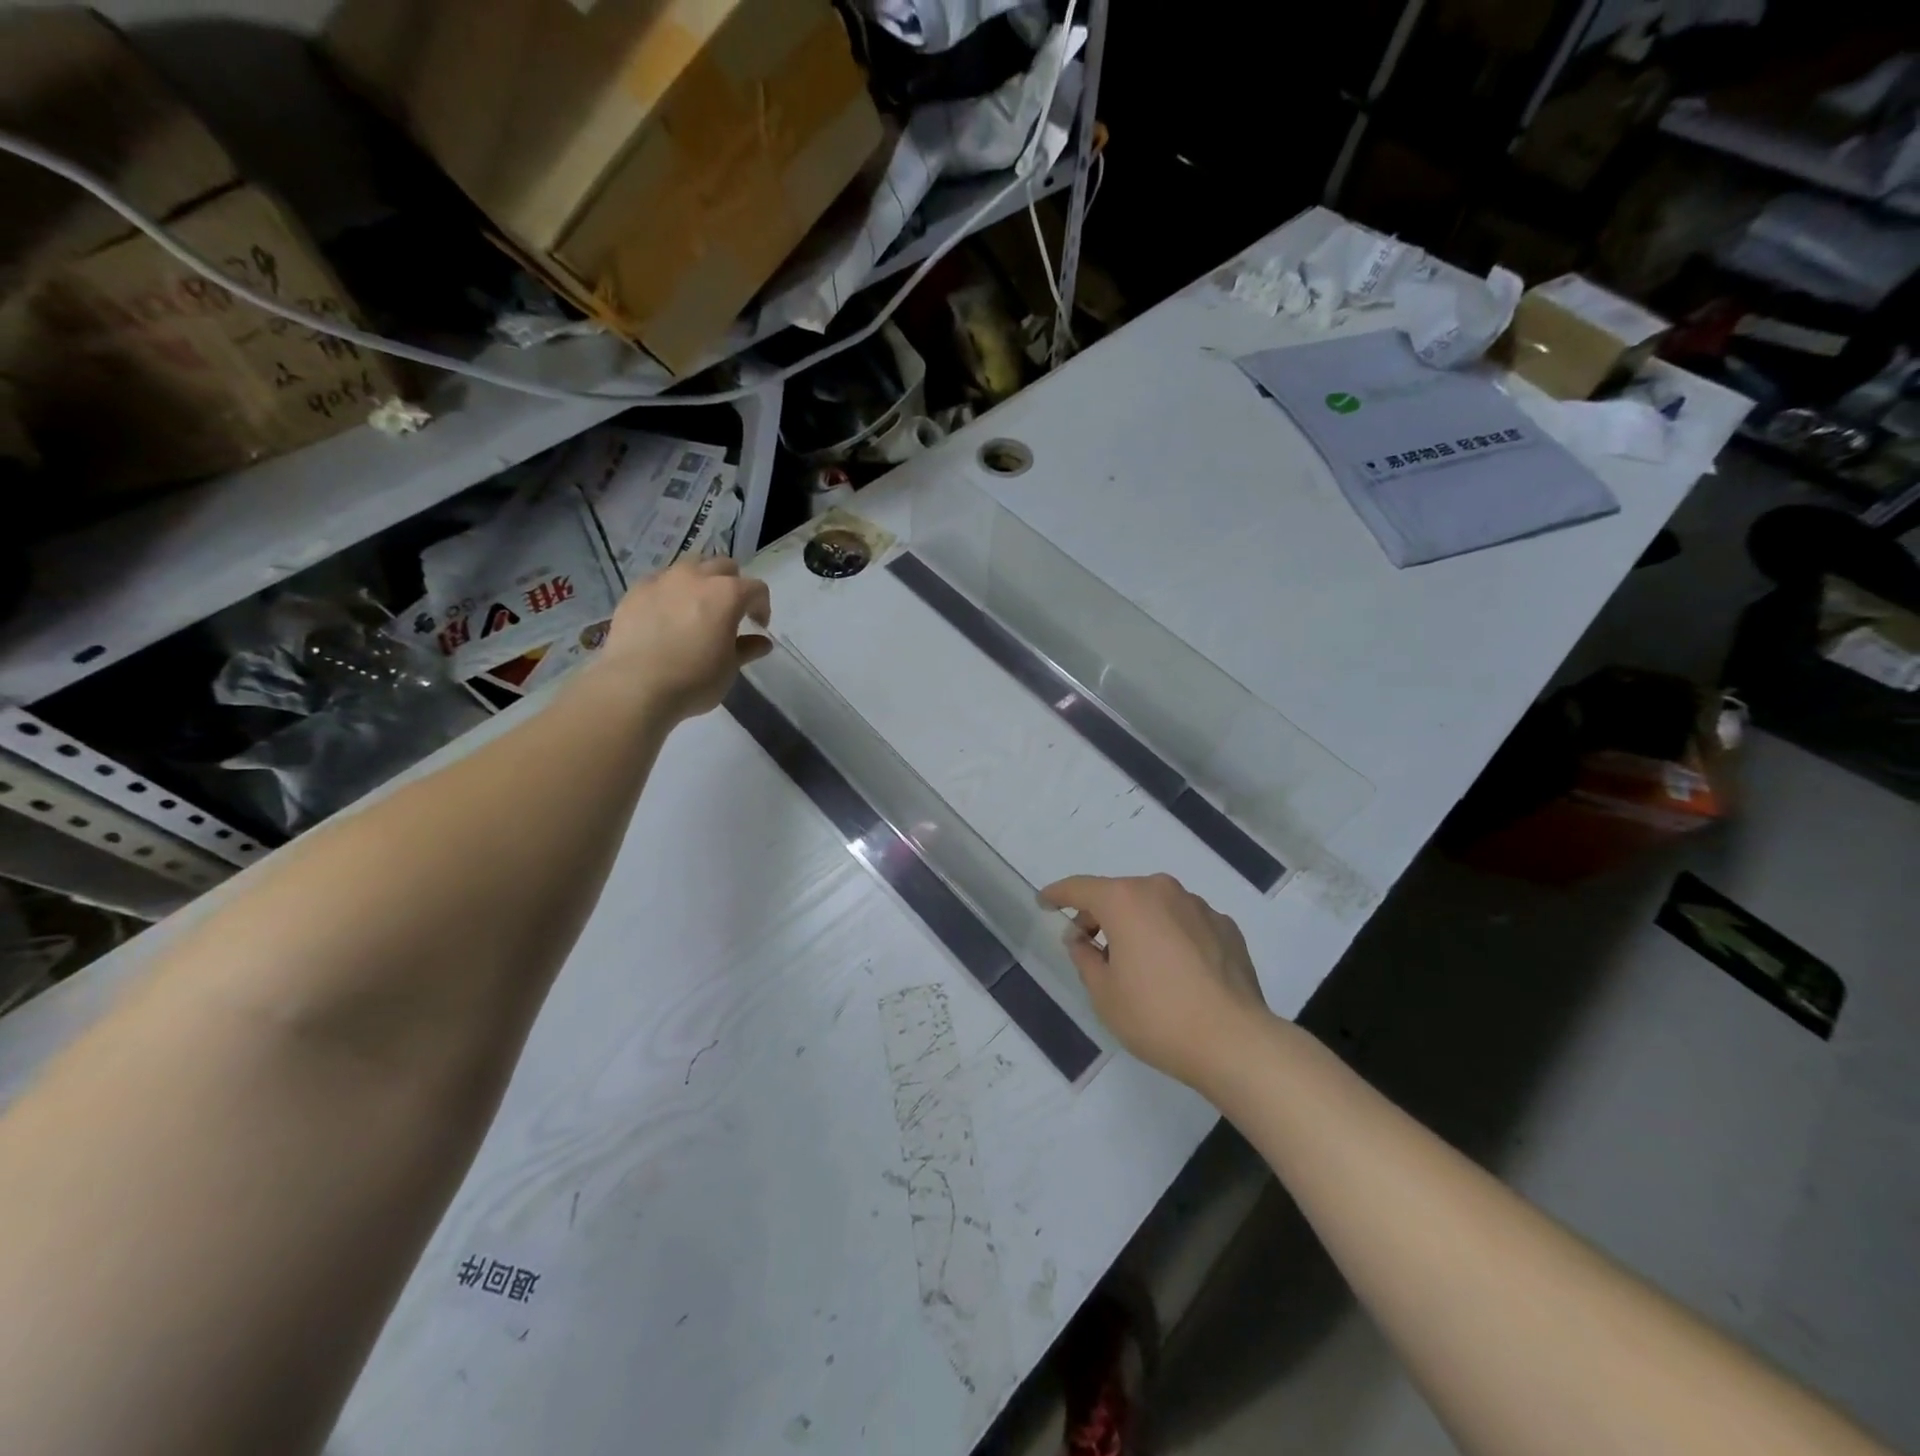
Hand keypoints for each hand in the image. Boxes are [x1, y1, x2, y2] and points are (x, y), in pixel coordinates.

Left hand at [596, 558, 771, 719]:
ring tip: (697, 606)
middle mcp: (696, 577)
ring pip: (690, 566)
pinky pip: (660, 581)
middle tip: (729, 610)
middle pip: (723, 566)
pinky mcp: (636, 591)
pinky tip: (667, 615)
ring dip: (700, 581)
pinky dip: (670, 592)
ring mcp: (663, 580)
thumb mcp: (729, 668)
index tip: (758, 626)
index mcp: (727, 594)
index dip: (762, 606)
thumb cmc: (694, 680)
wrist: (636, 686)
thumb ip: (747, 648)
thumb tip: (762, 642)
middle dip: (732, 584)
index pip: (756, 589)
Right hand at [1041, 873, 1271, 1089]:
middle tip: (1090, 947)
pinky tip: (1176, 972)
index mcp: (1125, 900)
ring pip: (1155, 907)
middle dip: (1100, 915)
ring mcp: (1199, 906)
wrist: (1234, 1042)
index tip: (1044, 902)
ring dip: (1139, 925)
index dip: (1058, 895)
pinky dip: (1171, 937)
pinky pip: (1185, 923)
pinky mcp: (1226, 927)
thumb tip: (1082, 939)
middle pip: (1119, 894)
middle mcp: (1162, 891)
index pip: (1080, 888)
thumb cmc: (1156, 1016)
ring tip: (1138, 964)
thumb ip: (1085, 957)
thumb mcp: (1103, 993)